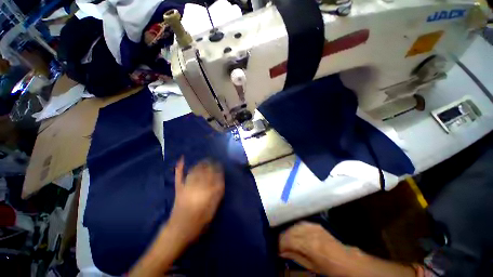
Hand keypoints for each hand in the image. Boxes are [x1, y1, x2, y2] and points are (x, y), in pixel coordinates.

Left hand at [168, 157, 224, 243]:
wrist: (179, 230)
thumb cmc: (199, 223)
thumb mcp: (212, 211)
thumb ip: (217, 196)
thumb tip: (221, 183)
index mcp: (206, 192)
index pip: (214, 176)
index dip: (218, 170)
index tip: (220, 165)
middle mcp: (197, 186)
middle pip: (204, 171)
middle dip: (210, 165)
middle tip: (213, 160)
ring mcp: (187, 186)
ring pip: (194, 171)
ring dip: (199, 164)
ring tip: (204, 160)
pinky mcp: (179, 188)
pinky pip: (179, 176)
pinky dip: (179, 168)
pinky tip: (181, 159)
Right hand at [279, 222, 349, 274]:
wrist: (345, 259)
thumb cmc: (329, 267)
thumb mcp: (312, 266)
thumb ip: (296, 257)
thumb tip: (281, 252)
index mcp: (310, 245)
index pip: (289, 240)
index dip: (280, 244)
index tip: (276, 248)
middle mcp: (310, 233)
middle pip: (290, 231)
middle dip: (282, 237)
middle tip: (278, 243)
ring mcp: (313, 227)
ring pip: (294, 226)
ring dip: (288, 231)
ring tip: (285, 238)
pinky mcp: (316, 224)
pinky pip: (301, 223)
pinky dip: (295, 227)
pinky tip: (293, 232)